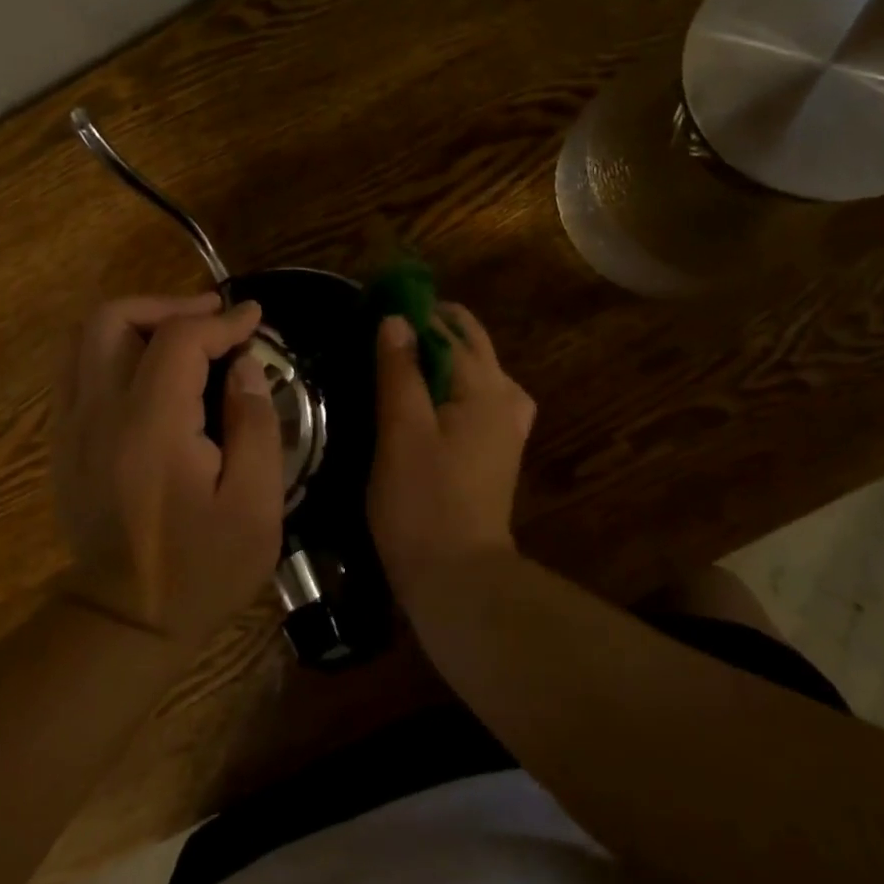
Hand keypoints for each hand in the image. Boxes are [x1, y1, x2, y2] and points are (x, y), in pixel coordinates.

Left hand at [51, 294, 283, 649]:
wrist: (125, 623)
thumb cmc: (201, 570)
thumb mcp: (256, 506)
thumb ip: (256, 424)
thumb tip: (244, 365)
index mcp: (150, 429)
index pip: (178, 340)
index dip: (221, 321)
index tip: (254, 320)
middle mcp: (99, 415)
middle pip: (112, 319)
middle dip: (167, 304)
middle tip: (212, 315)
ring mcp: (71, 427)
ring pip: (85, 337)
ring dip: (137, 320)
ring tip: (182, 332)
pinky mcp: (63, 441)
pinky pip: (77, 368)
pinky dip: (114, 348)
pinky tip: (150, 367)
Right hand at [368, 302, 535, 601]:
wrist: (459, 579)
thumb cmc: (423, 502)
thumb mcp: (401, 431)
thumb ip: (400, 370)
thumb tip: (396, 318)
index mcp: (484, 386)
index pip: (449, 327)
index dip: (413, 311)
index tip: (376, 305)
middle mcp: (505, 396)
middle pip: (470, 342)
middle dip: (431, 327)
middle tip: (385, 328)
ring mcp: (507, 424)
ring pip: (477, 367)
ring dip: (442, 353)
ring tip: (401, 356)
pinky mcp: (499, 448)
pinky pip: (479, 394)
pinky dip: (453, 381)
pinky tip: (428, 395)